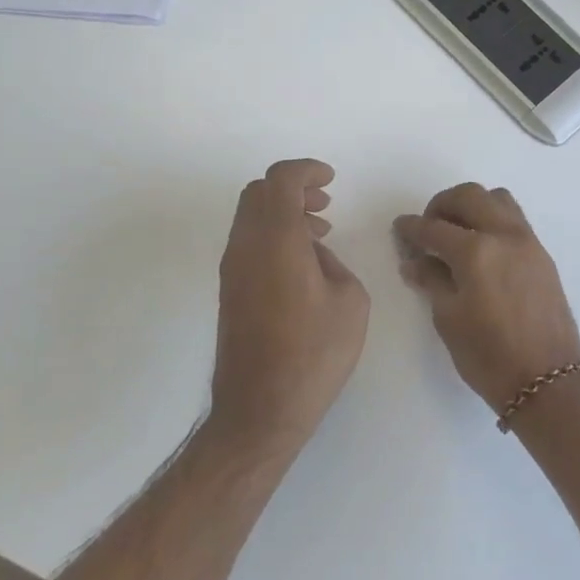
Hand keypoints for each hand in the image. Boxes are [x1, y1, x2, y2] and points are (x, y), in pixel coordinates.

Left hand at [213, 159, 370, 444]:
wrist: (260, 409)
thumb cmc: (313, 354)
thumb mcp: (350, 301)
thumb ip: (332, 263)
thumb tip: (312, 255)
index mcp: (276, 240)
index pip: (280, 180)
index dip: (306, 170)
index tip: (330, 180)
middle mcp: (246, 246)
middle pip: (258, 192)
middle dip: (293, 187)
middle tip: (325, 203)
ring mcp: (232, 269)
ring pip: (250, 216)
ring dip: (283, 212)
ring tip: (320, 230)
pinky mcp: (229, 291)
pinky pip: (249, 242)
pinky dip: (273, 234)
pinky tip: (302, 261)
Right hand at [394, 183, 579, 412]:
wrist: (548, 381)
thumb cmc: (489, 356)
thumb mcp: (449, 320)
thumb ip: (431, 281)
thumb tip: (415, 261)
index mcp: (476, 251)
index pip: (434, 228)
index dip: (412, 227)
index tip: (400, 228)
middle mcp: (504, 235)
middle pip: (469, 196)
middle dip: (442, 205)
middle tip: (428, 227)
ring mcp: (528, 242)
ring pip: (497, 199)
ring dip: (472, 205)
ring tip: (457, 231)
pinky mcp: (542, 254)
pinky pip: (514, 218)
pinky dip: (493, 219)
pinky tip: (482, 247)